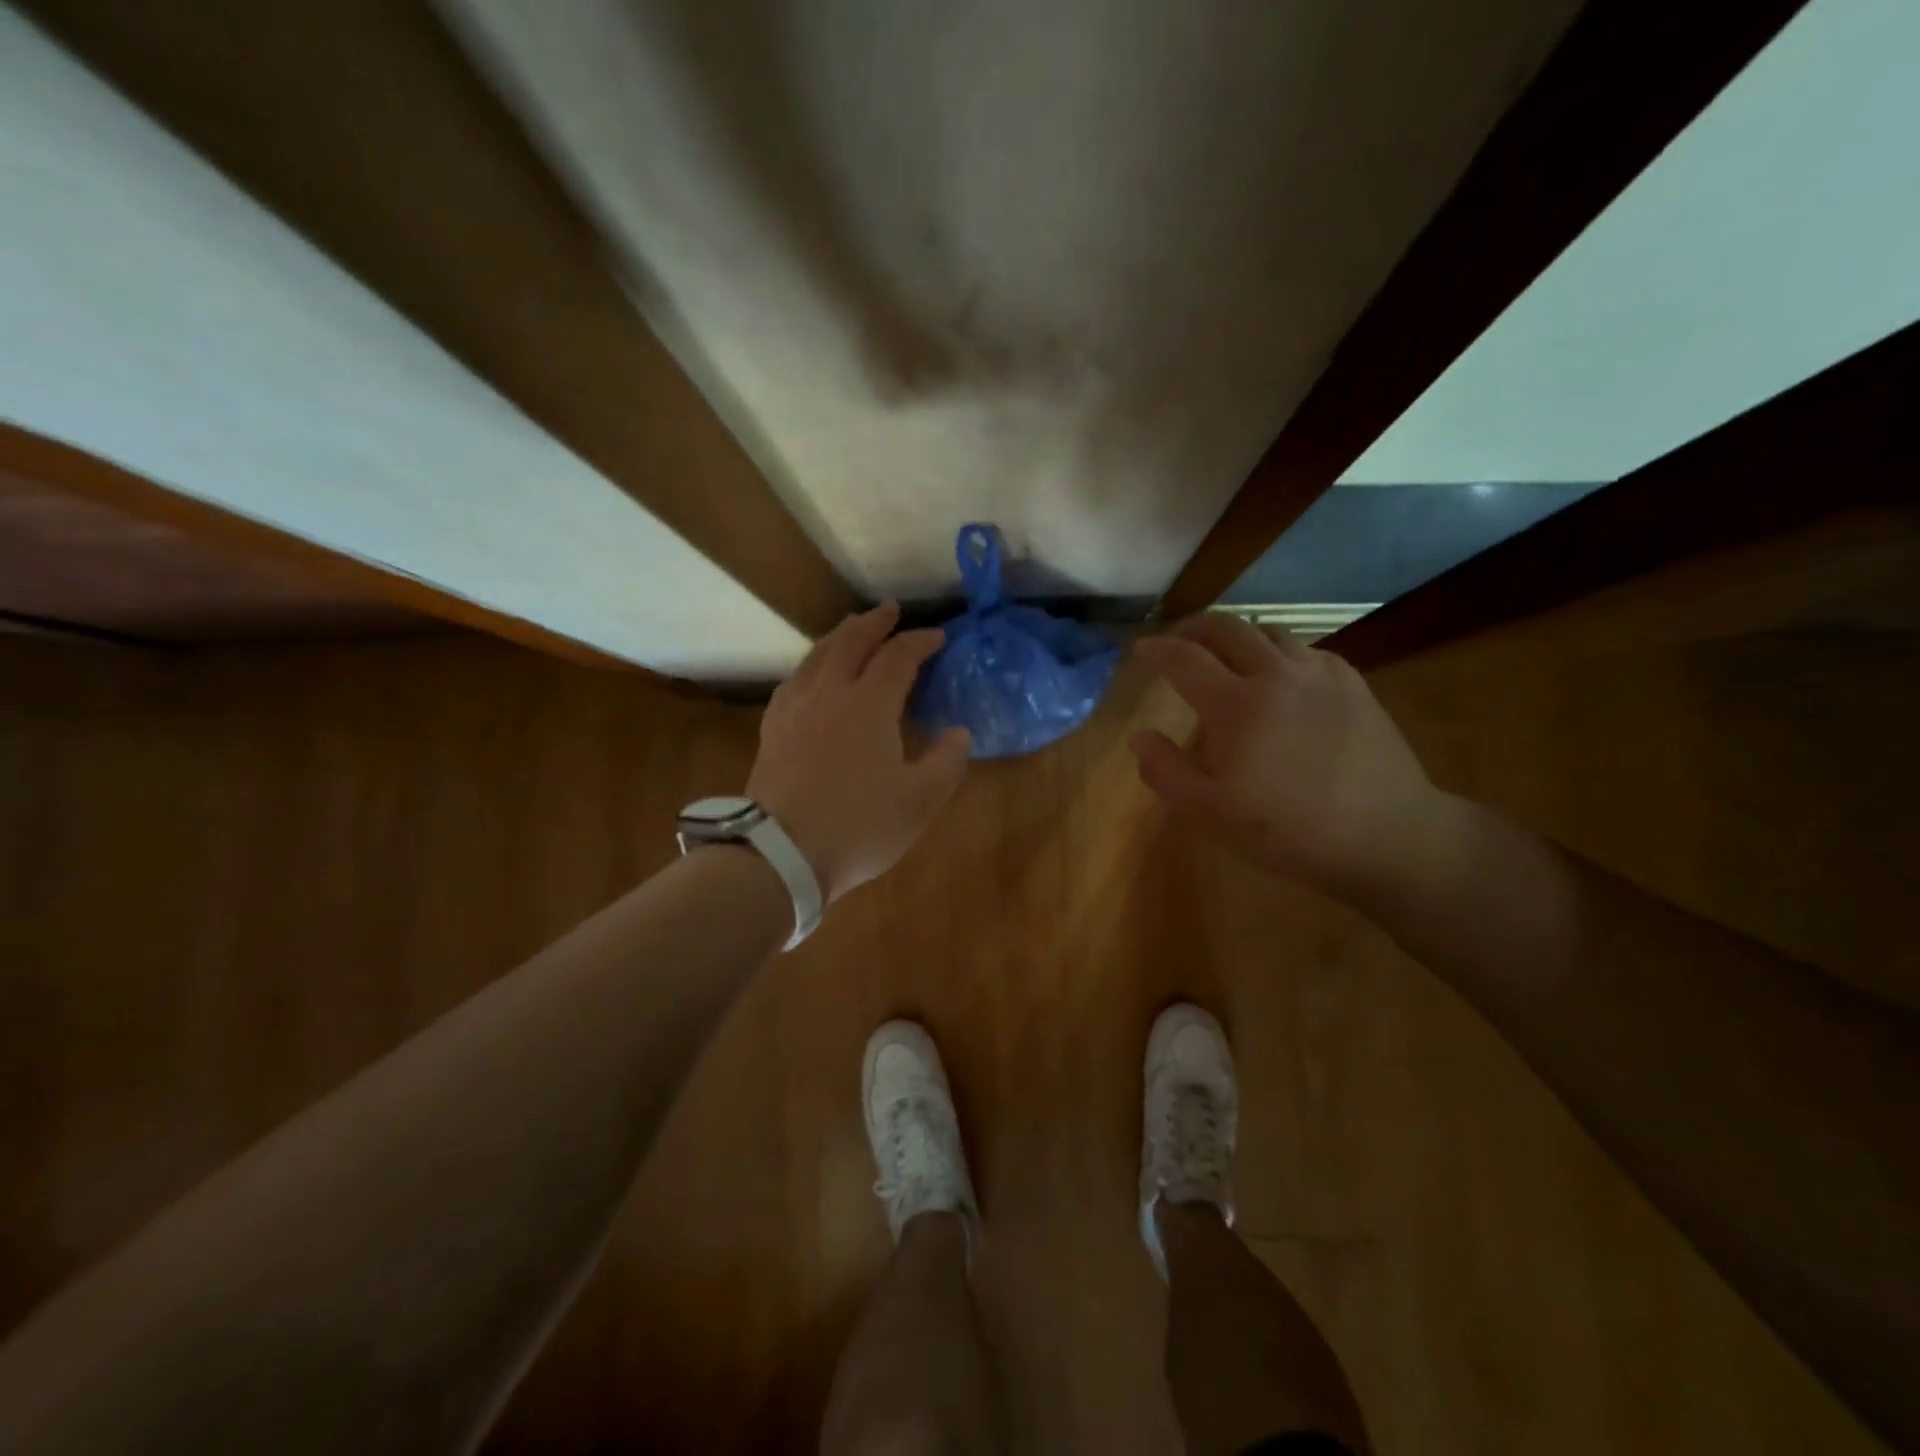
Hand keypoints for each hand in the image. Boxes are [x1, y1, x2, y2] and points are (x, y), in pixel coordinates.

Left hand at [747, 602, 971, 902]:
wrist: (781, 854)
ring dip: (839, 636)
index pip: (898, 656)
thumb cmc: (858, 825)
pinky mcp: (772, 730)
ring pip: (816, 656)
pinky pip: (793, 682)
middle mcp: (829, 693)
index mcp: (869, 704)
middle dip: (874, 622)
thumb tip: (959, 733)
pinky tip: (809, 676)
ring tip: (851, 630)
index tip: (938, 637)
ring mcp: (795, 709)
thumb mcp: (920, 801)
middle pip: (851, 641)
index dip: (920, 642)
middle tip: (890, 610)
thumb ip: (946, 762)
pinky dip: (809, 666)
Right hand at [1131, 615, 1451, 899]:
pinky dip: (1279, 652)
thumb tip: (1141, 737)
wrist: (1387, 835)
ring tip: (1227, 657)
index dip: (1157, 649)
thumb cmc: (1288, 830)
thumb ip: (1166, 771)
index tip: (1142, 649)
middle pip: (1227, 628)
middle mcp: (1276, 674)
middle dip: (1194, 627)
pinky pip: (1306, 650)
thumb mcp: (1210, 813)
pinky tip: (1280, 678)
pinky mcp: (1353, 683)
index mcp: (1235, 704)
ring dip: (1238, 637)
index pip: (1185, 659)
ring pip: (1269, 632)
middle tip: (1178, 640)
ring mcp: (1320, 674)